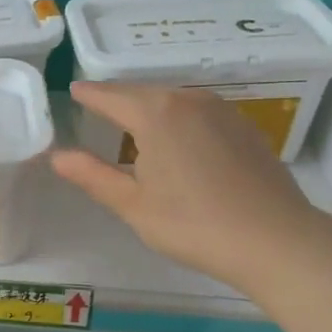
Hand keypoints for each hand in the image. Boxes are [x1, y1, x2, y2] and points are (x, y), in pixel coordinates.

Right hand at [50, 83, 327, 294]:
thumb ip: (92, 175)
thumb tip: (57, 155)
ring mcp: (222, 110)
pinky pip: (198, 113)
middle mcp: (188, 99)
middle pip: (143, 93)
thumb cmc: (193, 224)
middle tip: (97, 108)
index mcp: (155, 113)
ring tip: (133, 124)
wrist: (274, 239)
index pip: (110, 96)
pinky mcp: (244, 126)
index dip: (89, 95)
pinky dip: (178, 119)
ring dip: (150, 109)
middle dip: (118, 100)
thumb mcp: (133, 204)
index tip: (74, 91)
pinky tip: (178, 142)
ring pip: (173, 101)